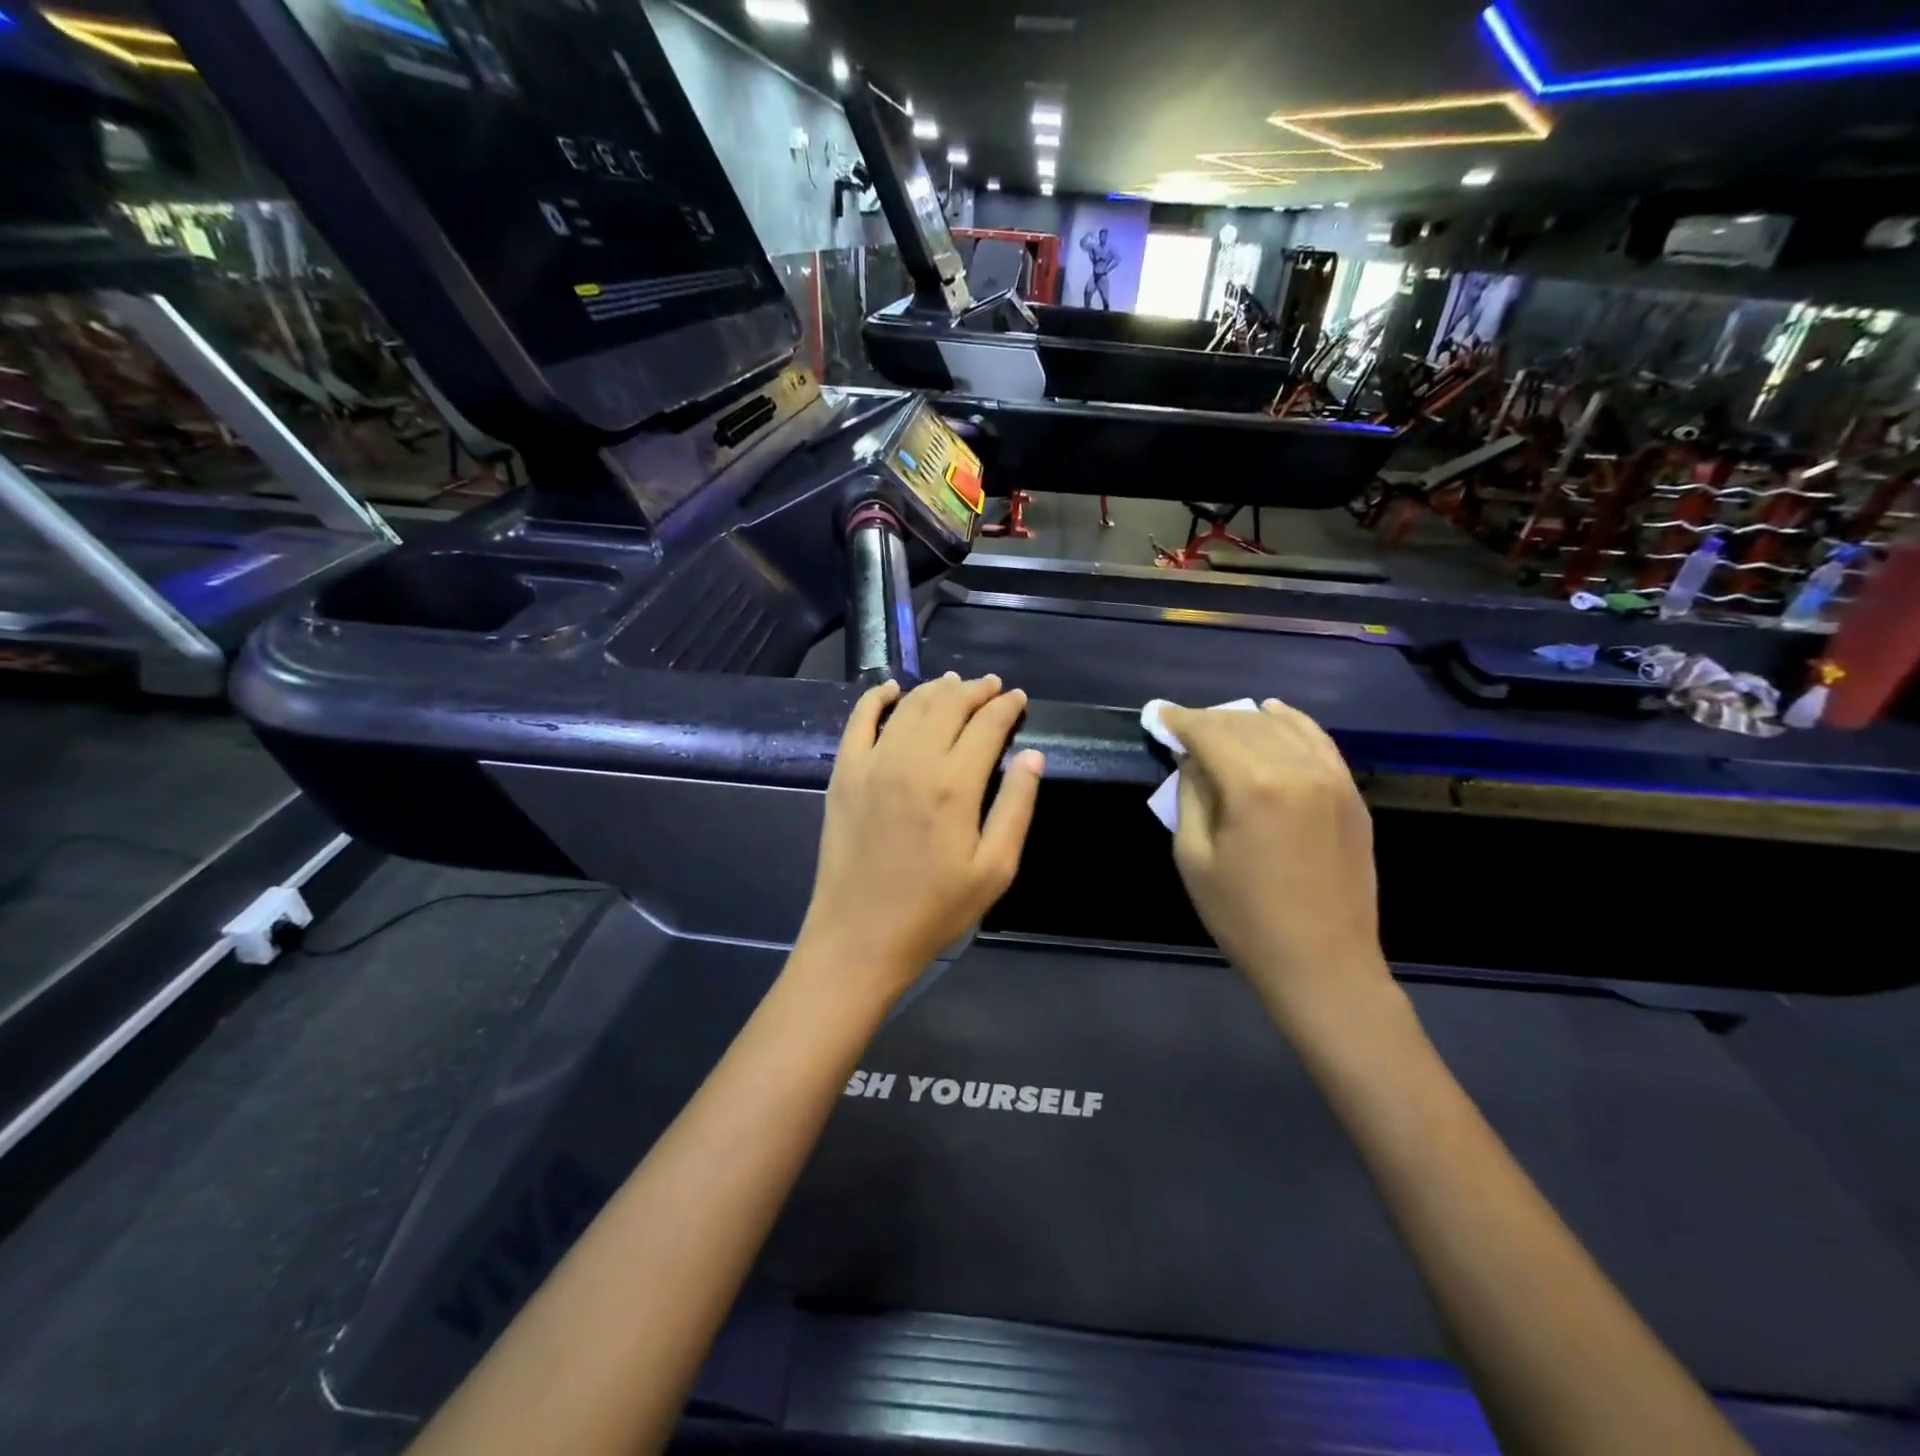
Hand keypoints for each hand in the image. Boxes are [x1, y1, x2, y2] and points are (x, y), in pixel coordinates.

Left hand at [797, 673, 1043, 1005]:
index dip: (1006, 707)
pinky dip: (876, 698)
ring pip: (909, 706)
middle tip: (991, 686)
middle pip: (949, 705)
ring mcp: (873, 763)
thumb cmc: (935, 909)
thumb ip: (1016, 807)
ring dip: (936, 689)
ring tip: (954, 684)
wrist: (861, 935)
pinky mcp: (844, 773)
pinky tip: (889, 689)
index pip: (987, 725)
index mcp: (955, 785)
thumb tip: (1033, 756)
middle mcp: (914, 761)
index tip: (1018, 698)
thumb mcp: (994, 869)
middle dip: (975, 690)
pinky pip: (858, 720)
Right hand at [1162, 700, 1391, 1029]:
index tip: (1156, 713)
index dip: (1179, 720)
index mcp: (1254, 787)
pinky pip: (1319, 741)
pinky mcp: (1351, 794)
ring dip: (1244, 720)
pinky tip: (1274, 715)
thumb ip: (1191, 797)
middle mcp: (1297, 769)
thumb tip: (1193, 760)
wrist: (1323, 964)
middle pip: (1244, 724)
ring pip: (1281, 727)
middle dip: (1207, 720)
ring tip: (1218, 726)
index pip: (1209, 732)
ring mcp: (1332, 778)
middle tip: (1180, 727)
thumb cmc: (1245, 919)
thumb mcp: (1194, 859)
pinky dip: (1292, 723)